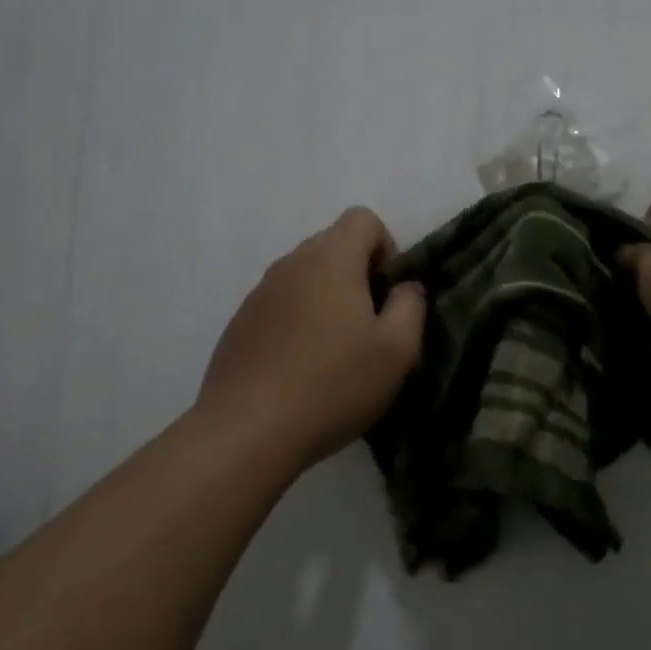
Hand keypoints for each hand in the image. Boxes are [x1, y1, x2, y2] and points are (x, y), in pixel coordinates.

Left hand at [198, 207, 425, 469]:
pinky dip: (298, 322)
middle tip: (369, 327)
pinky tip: (301, 369)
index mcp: (331, 259)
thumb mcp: (397, 350)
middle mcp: (291, 264)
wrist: (247, 431)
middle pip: (333, 244)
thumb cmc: (333, 384)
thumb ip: (411, 306)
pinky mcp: (239, 324)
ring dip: (327, 299)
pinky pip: (280, 305)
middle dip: (358, 274)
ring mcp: (259, 293)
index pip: (363, 218)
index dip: (387, 248)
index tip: (388, 294)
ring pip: (305, 276)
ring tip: (336, 352)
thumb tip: (405, 287)